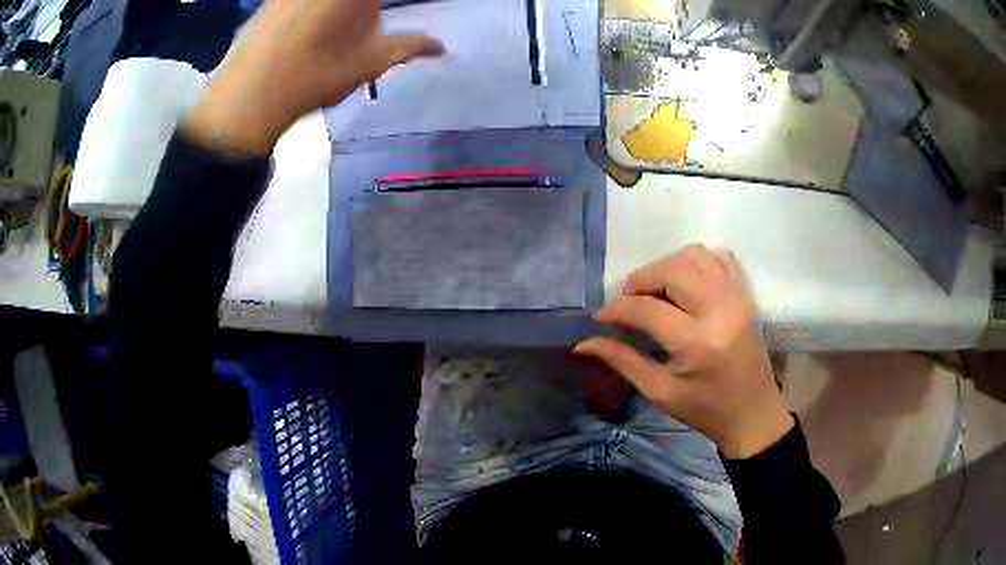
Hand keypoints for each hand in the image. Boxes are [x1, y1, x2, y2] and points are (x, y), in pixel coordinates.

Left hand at [181, 0, 443, 153]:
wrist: (248, 99)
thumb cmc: (317, 76)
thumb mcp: (371, 63)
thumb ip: (409, 47)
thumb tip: (441, 47)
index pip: (374, 0)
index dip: (374, 8)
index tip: (376, 17)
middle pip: (356, 1)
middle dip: (362, 9)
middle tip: (362, 22)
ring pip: (325, 3)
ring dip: (337, 11)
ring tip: (335, 30)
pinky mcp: (270, 0)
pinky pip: (297, 3)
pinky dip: (309, 13)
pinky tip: (303, 32)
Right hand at [573, 244, 792, 458]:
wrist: (752, 413)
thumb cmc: (705, 409)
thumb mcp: (659, 392)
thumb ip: (623, 361)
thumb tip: (583, 344)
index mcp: (697, 343)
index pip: (647, 309)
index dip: (617, 309)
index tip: (602, 317)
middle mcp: (719, 310)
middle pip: (671, 271)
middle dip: (640, 279)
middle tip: (628, 300)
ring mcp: (737, 298)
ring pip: (695, 255)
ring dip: (667, 265)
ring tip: (655, 289)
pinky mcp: (746, 295)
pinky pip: (720, 258)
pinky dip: (697, 262)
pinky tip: (686, 282)